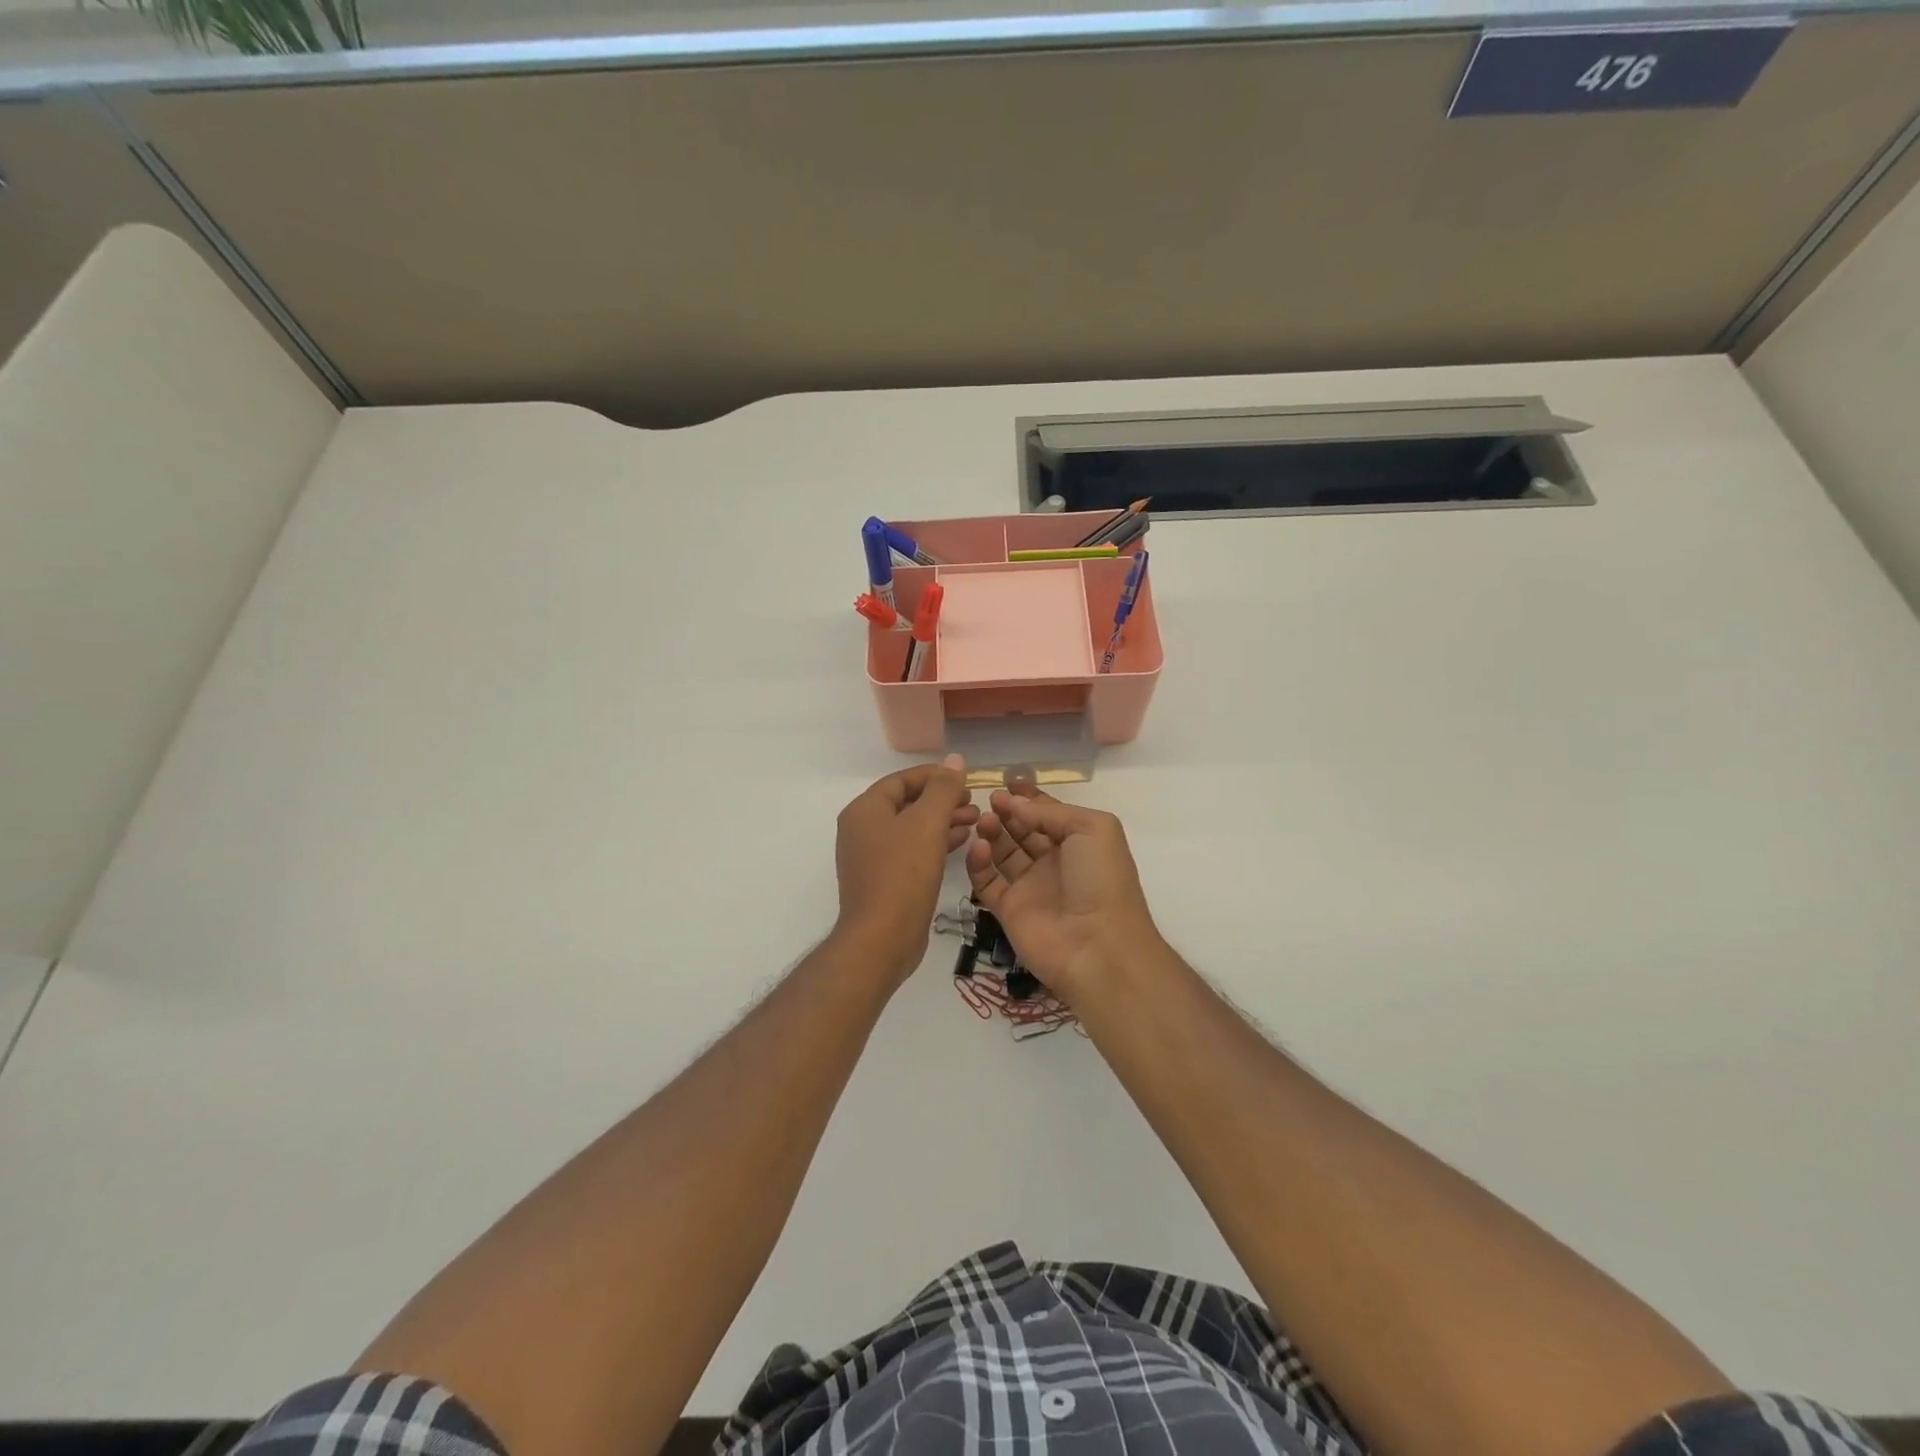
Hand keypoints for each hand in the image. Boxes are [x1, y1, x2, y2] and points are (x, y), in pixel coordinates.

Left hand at [833, 754, 977, 982]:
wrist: (881, 939)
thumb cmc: (903, 874)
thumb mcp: (927, 824)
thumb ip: (942, 789)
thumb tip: (955, 760)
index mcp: (865, 810)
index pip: (902, 780)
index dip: (935, 776)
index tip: (966, 780)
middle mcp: (862, 829)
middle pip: (907, 803)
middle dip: (942, 800)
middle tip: (974, 802)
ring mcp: (871, 857)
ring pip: (912, 828)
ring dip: (943, 821)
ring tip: (976, 820)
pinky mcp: (884, 880)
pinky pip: (911, 850)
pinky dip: (936, 843)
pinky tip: (961, 843)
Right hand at [965, 787, 1159, 997]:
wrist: (1098, 947)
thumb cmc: (1101, 880)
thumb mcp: (1092, 828)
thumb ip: (1051, 812)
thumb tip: (1014, 804)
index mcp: (1078, 842)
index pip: (1048, 814)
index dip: (1028, 799)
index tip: (1006, 783)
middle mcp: (1053, 862)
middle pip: (1022, 830)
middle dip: (1007, 812)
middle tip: (989, 799)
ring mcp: (1030, 886)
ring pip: (1003, 852)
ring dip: (992, 832)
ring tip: (983, 820)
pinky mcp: (1008, 909)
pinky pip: (987, 882)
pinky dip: (978, 863)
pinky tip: (977, 846)